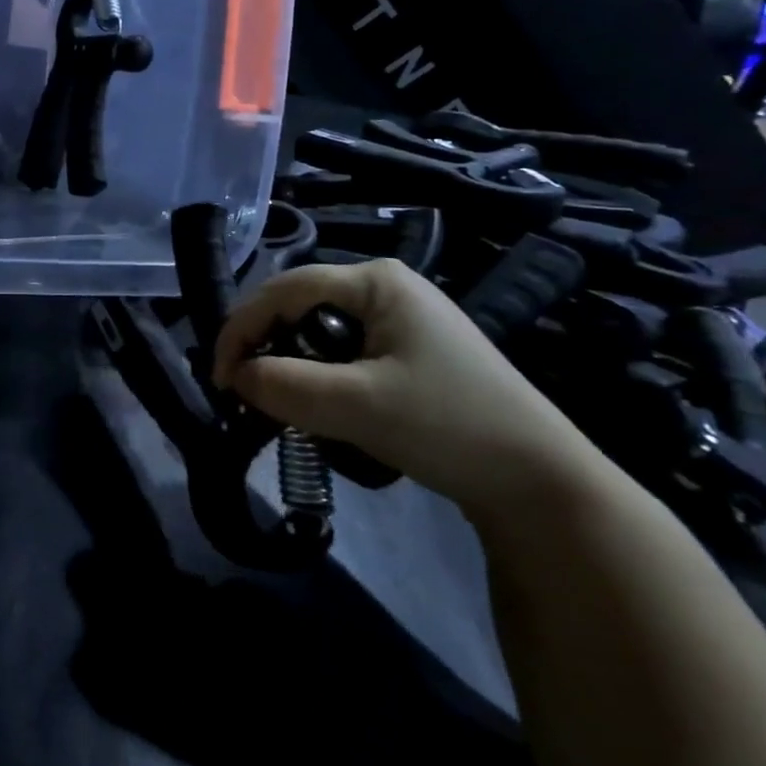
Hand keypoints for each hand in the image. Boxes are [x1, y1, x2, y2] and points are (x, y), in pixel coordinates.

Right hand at [212, 258, 606, 523]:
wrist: (545, 485)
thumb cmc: (450, 426)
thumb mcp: (357, 405)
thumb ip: (284, 385)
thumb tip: (234, 378)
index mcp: (375, 281)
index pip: (283, 289)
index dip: (241, 327)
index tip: (221, 377)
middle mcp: (385, 287)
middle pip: (297, 306)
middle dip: (264, 347)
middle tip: (243, 391)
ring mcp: (400, 318)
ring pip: (316, 331)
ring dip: (289, 365)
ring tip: (275, 402)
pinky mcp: (408, 350)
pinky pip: (341, 351)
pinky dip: (317, 376)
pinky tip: (317, 406)